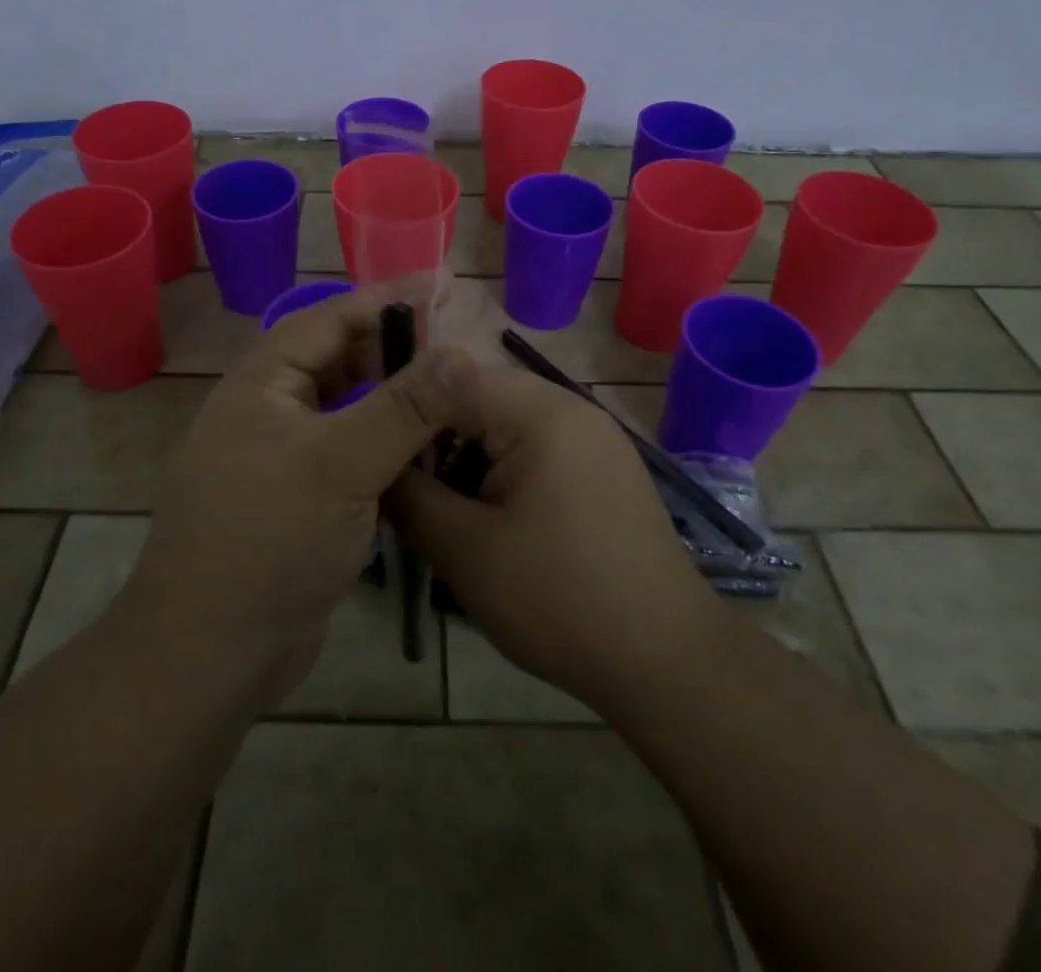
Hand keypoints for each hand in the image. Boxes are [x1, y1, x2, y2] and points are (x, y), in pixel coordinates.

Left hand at [126, 290, 475, 704]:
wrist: (210, 653)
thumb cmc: (269, 539)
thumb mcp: (341, 463)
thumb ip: (404, 406)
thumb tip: (464, 351)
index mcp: (263, 381)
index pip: (332, 317)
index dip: (389, 299)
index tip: (443, 285)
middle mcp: (269, 407)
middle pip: (341, 359)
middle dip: (396, 351)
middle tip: (457, 350)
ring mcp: (282, 454)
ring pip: (348, 408)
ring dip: (394, 401)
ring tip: (451, 396)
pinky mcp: (299, 496)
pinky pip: (349, 451)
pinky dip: (385, 445)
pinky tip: (425, 453)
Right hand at [390, 362, 710, 714]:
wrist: (666, 661)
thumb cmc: (559, 600)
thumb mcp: (464, 550)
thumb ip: (408, 495)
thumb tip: (373, 464)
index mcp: (540, 411)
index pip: (448, 378)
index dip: (404, 411)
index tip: (374, 452)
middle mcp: (571, 406)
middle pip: (478, 395)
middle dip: (436, 435)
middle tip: (407, 484)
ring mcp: (593, 434)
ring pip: (506, 421)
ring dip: (468, 453)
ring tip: (444, 504)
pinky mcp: (603, 465)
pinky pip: (536, 444)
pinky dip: (502, 467)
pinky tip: (491, 515)